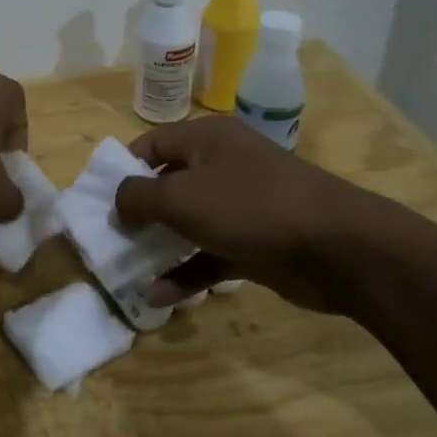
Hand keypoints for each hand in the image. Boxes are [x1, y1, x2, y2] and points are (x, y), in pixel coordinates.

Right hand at [113, 117, 404, 313]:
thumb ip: (138, 198)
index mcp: (206, 140)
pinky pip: (209, 255)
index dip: (122, 169)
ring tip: (126, 270)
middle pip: (168, 185)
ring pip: (188, 224)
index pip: (151, 145)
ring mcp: (241, 207)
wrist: (338, 247)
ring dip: (159, 247)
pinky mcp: (254, 244)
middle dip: (138, 213)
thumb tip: (116, 203)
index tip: (98, 200)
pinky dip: (186, 273)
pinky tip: (159, 296)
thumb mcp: (181, 197)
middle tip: (109, 238)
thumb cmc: (250, 207)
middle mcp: (222, 167)